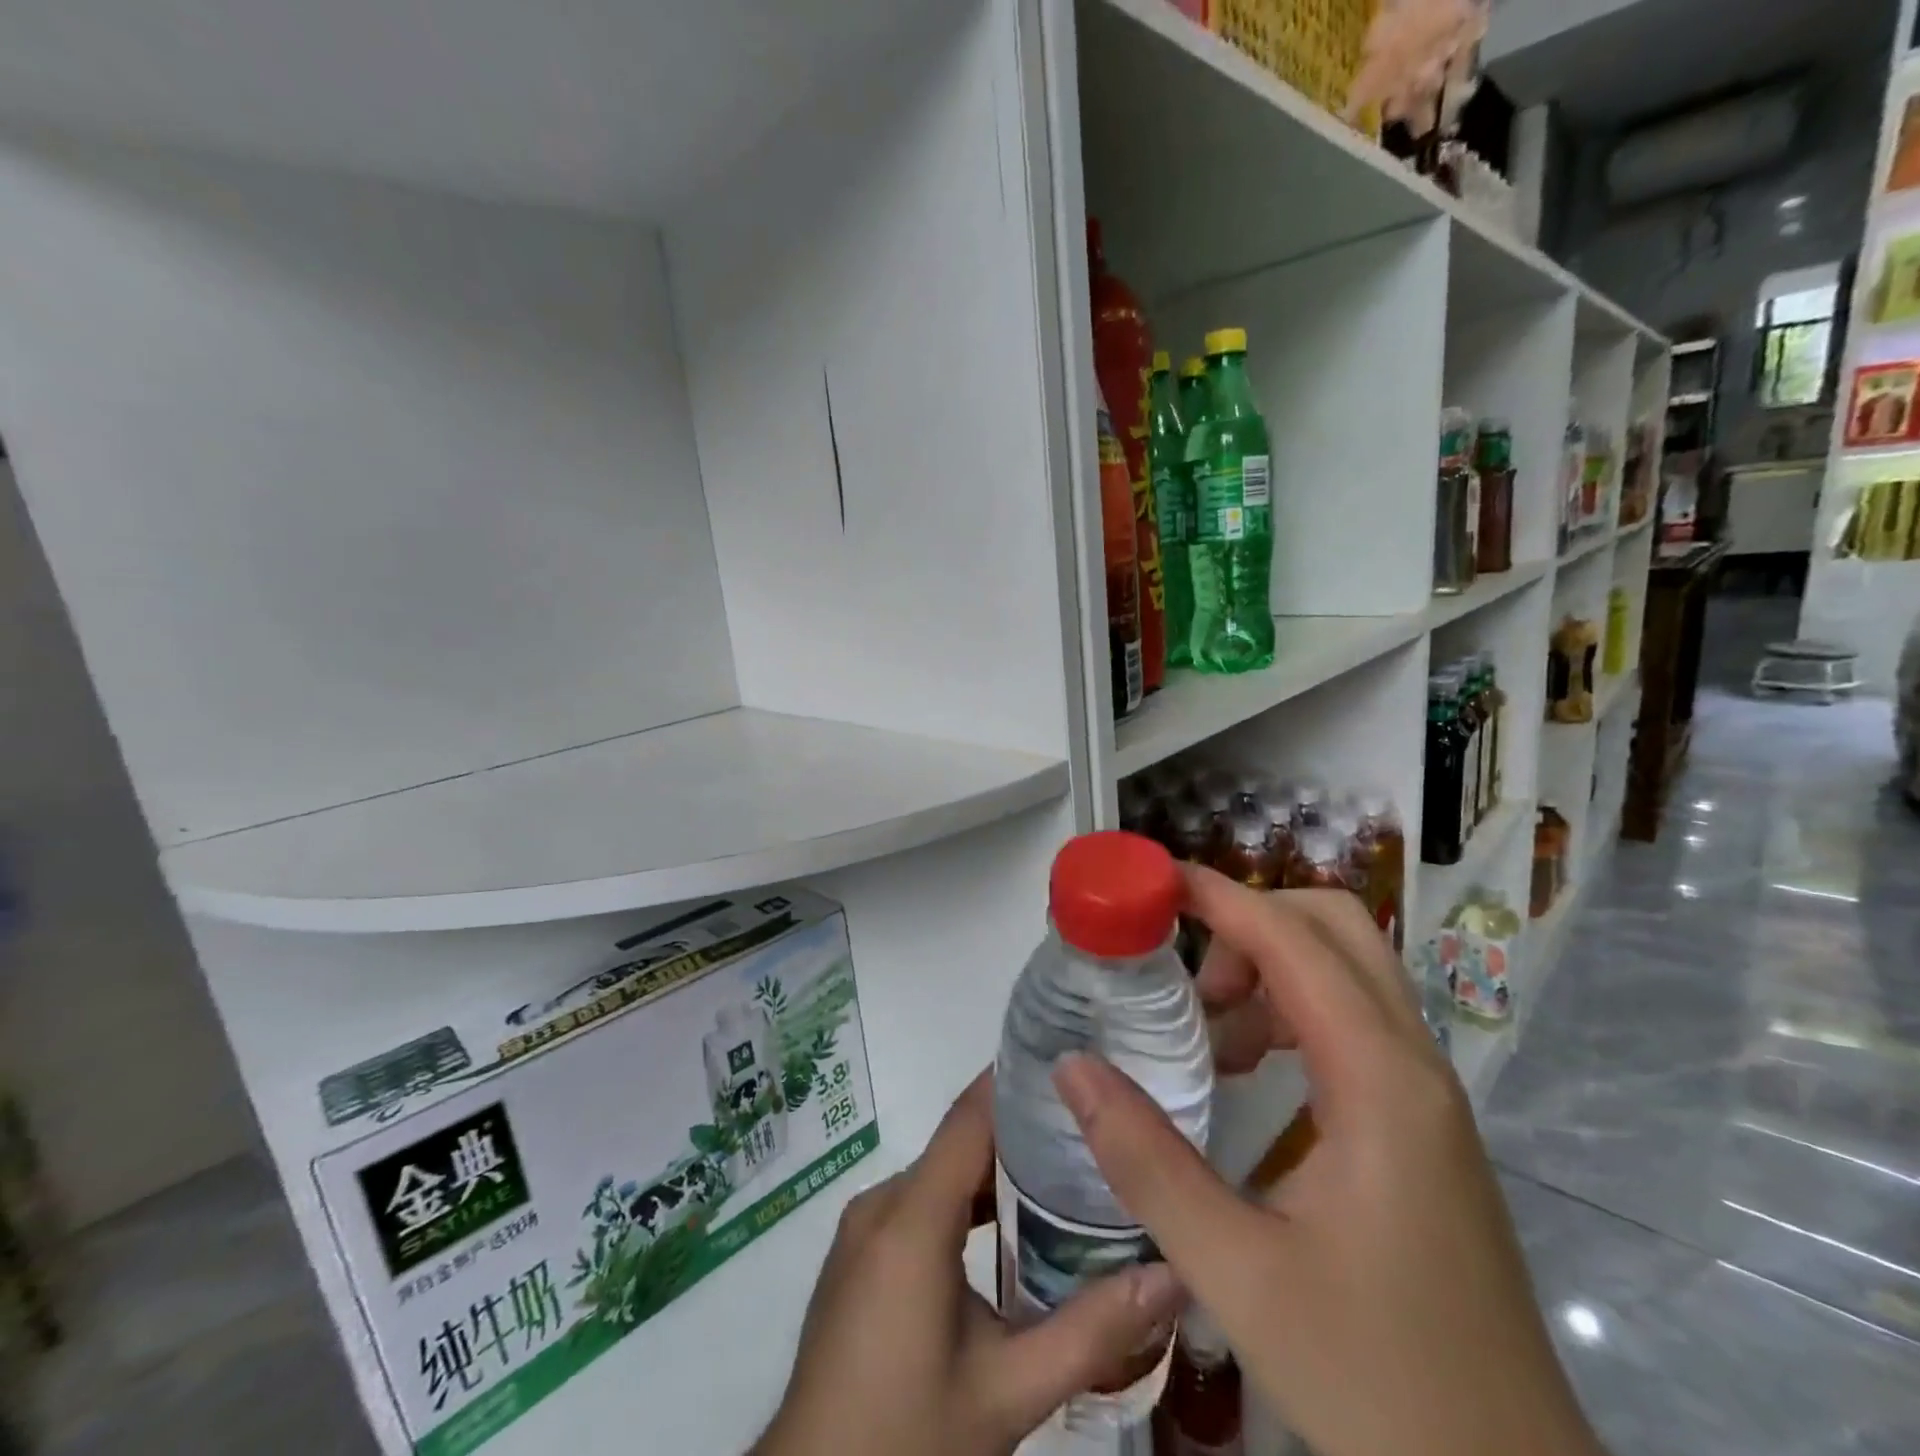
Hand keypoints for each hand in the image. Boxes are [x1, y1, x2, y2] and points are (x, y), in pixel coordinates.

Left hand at [754, 1072, 1183, 1455]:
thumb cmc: (907, 1435)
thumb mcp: (1008, 1393)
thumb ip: (1091, 1332)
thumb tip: (1172, 1275)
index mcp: (911, 1218)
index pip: (969, 1118)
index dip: (1016, 1082)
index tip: (1072, 1061)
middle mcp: (882, 1204)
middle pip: (959, 1142)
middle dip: (1022, 1129)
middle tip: (1091, 1126)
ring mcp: (865, 1227)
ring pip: (941, 1174)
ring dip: (995, 1168)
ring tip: (1064, 1169)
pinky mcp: (860, 1252)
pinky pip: (920, 1201)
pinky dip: (965, 1200)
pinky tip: (1008, 1223)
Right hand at [1054, 869, 1605, 1455]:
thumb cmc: (1377, 1381)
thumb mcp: (1237, 1274)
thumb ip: (1145, 1161)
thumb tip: (1071, 1066)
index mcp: (1380, 1083)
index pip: (1294, 940)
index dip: (1220, 896)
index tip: (1150, 882)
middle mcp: (1413, 1066)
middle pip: (1335, 928)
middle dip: (1249, 922)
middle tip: (1183, 977)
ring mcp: (1425, 1093)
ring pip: (1346, 970)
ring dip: (1269, 966)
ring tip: (1206, 1032)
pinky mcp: (1421, 1122)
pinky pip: (1351, 1019)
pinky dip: (1291, 1009)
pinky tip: (1247, 1071)